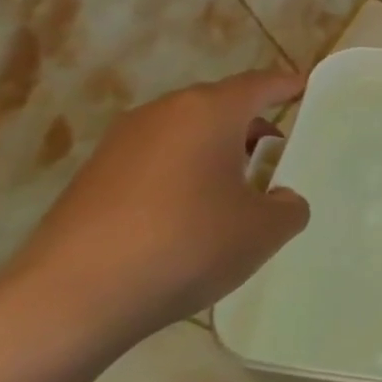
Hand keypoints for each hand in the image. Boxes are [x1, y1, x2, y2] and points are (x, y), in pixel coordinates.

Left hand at [4, 71, 310, 358]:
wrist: (74, 296)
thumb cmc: (188, 245)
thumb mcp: (266, 229)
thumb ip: (289, 205)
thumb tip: (279, 198)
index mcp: (208, 112)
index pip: (259, 85)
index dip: (287, 86)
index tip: (307, 89)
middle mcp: (162, 114)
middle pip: (219, 107)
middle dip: (252, 127)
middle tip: (279, 156)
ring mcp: (121, 144)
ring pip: (186, 134)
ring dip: (216, 153)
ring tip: (239, 192)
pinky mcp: (94, 177)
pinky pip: (157, 161)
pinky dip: (184, 175)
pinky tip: (193, 216)